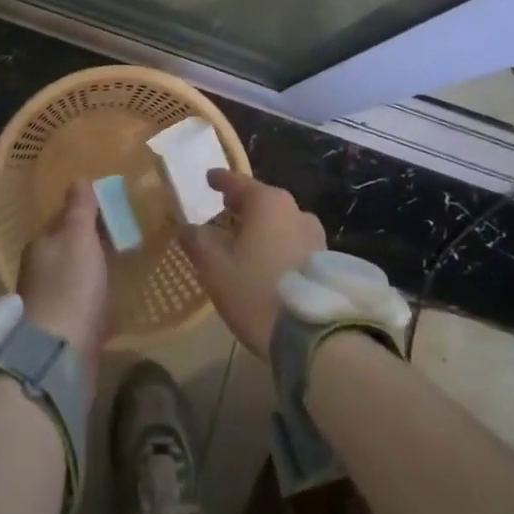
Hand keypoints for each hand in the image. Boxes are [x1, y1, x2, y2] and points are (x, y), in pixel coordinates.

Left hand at [18, 181, 109, 374]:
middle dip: (91, 241)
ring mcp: (50, 302)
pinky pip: (84, 304)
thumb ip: (79, 208)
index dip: (86, 212)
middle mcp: (39, 271)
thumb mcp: (77, 237)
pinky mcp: (64, 329)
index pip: (63, 219)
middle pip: (69, 248)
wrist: (58, 354)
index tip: (113, 209)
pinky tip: (115, 300)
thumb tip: (78, 178)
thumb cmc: (70, 286)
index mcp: (40, 245)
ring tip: (123, 264)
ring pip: (76, 275)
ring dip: (94, 270)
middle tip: (124, 235)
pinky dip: (97, 298)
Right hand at [180, 169, 324, 357]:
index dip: (221, 180)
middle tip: (225, 207)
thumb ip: (198, 242)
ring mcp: (315, 237)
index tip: (209, 177)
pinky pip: (293, 243)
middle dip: (243, 204)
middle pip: (263, 201)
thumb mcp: (215, 268)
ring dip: (262, 227)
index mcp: (268, 203)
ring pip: (281, 223)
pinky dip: (277, 244)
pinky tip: (267, 261)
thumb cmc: (256, 291)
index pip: (239, 183)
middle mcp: (296, 211)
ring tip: (245, 239)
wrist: (314, 336)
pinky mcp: (326, 262)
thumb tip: (186, 228)